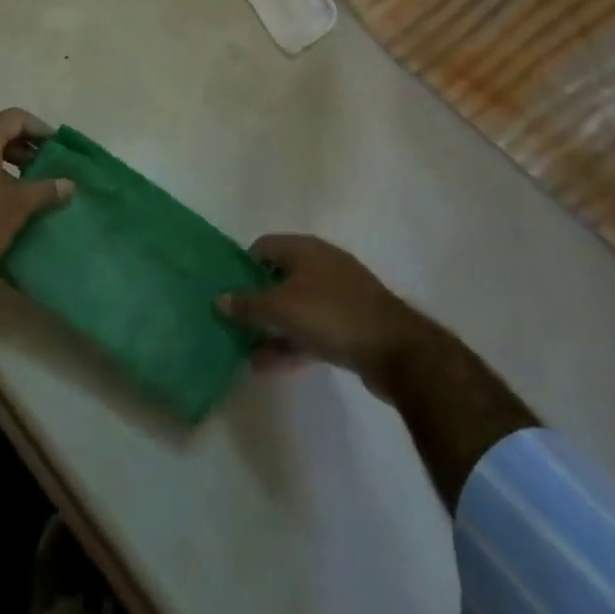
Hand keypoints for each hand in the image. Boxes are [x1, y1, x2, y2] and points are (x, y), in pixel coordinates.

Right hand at [217, 234, 425, 390]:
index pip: (263, 247)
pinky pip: (311, 329)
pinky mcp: (349, 324)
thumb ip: (248, 305)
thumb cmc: (332, 315)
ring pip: (295, 307)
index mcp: (305, 249)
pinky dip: (291, 343)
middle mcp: (321, 265)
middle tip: (232, 323)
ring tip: (245, 351)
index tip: (226, 290)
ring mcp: (338, 295)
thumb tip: (219, 299)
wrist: (396, 350)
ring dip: (271, 328)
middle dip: (256, 301)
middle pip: (278, 278)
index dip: (241, 266)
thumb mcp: (282, 309)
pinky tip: (269, 366)